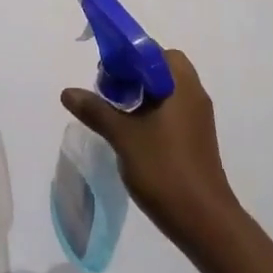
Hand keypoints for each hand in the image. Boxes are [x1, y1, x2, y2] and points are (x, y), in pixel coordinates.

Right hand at [61, 50, 236, 250]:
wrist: (204, 221)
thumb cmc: (164, 169)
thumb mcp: (124, 137)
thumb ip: (96, 110)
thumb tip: (68, 92)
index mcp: (181, 85)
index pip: (154, 51)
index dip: (127, 55)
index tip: (105, 73)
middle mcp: (193, 94)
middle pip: (160, 68)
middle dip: (131, 74)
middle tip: (107, 90)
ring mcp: (197, 118)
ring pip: (165, 91)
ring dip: (140, 94)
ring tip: (114, 112)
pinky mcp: (195, 138)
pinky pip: (170, 110)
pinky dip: (150, 112)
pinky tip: (130, 133)